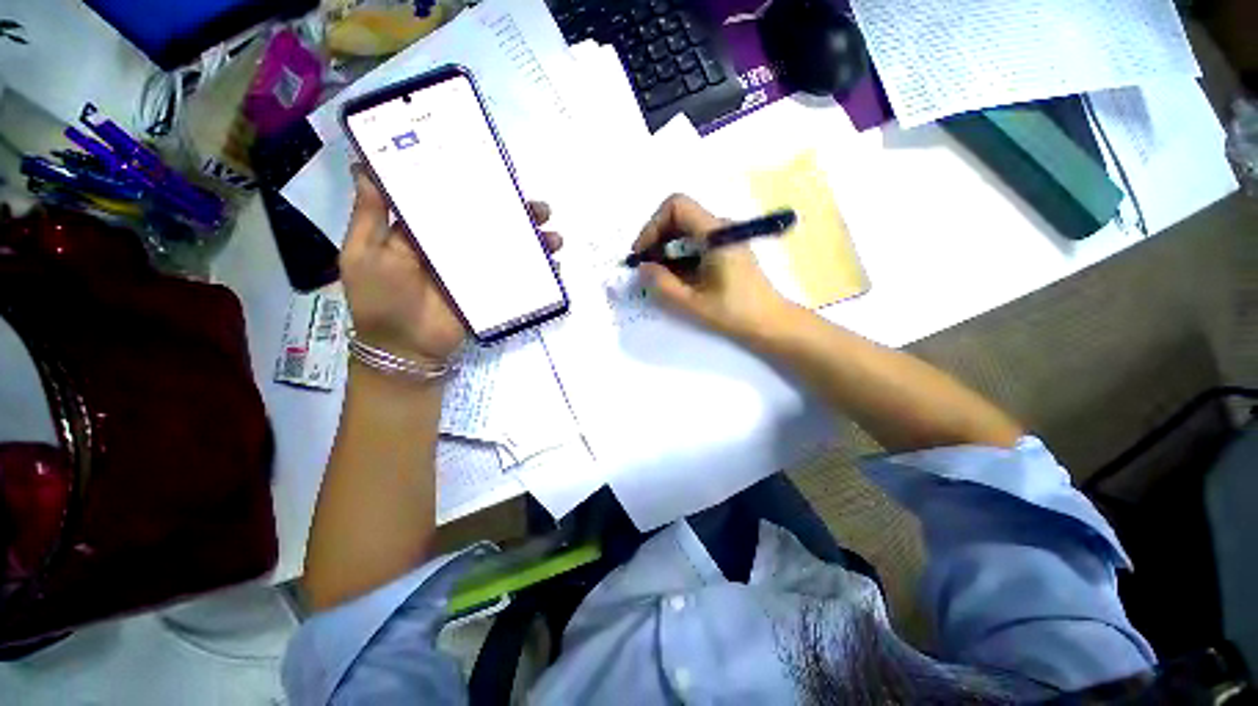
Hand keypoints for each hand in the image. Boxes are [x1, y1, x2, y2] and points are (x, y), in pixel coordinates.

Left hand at [340, 169, 561, 364]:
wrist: (406, 348)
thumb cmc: (380, 298)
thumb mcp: (364, 252)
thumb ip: (370, 214)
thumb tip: (364, 166)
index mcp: (426, 230)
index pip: (455, 200)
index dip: (476, 184)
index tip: (498, 171)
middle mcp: (455, 245)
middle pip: (490, 221)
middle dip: (518, 213)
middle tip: (541, 209)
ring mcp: (476, 268)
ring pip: (508, 246)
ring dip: (534, 240)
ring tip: (553, 238)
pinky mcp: (490, 289)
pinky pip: (516, 275)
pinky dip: (537, 270)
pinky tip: (553, 265)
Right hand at [633, 194, 790, 339]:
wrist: (770, 323)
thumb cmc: (734, 313)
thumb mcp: (692, 303)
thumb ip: (662, 284)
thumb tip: (642, 268)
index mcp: (715, 234)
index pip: (677, 206)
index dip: (653, 225)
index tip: (643, 254)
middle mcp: (721, 228)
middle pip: (679, 217)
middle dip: (656, 239)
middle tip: (645, 268)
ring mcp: (724, 239)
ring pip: (685, 231)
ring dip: (666, 250)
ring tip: (657, 277)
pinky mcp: (725, 251)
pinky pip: (695, 244)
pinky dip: (678, 257)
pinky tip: (674, 279)